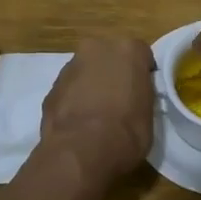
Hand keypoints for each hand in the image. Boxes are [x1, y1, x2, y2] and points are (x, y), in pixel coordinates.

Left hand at [40, 36, 154, 179]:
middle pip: (109, 56)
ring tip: (95, 115)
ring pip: (86, 71)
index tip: (141, 92)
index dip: (142, 74)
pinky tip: (78, 123)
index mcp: (128, 50)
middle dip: (112, 72)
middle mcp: (98, 48)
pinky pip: (69, 89)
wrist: (82, 150)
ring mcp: (71, 66)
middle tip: (118, 100)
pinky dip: (73, 100)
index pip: (141, 55)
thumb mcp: (149, 113)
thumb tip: (132, 99)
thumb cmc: (127, 131)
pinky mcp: (51, 87)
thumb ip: (140, 94)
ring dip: (90, 85)